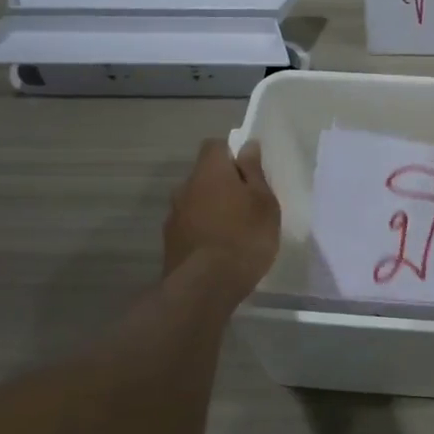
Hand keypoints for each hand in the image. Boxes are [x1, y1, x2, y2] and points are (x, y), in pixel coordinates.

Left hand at [163, 139, 280, 284]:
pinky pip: (190, 224)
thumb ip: (254, 172)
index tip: (250, 171)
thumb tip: (247, 146)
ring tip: (234, 230)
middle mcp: (185, 187)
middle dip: (223, 183)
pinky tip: (219, 249)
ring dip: (212, 207)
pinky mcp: (169, 241)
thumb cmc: (244, 237)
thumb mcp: (263, 202)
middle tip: (248, 203)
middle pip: (205, 174)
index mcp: (210, 171)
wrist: (204, 287)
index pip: (215, 145)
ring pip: (196, 201)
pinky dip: (203, 229)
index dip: (232, 153)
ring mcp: (173, 215)